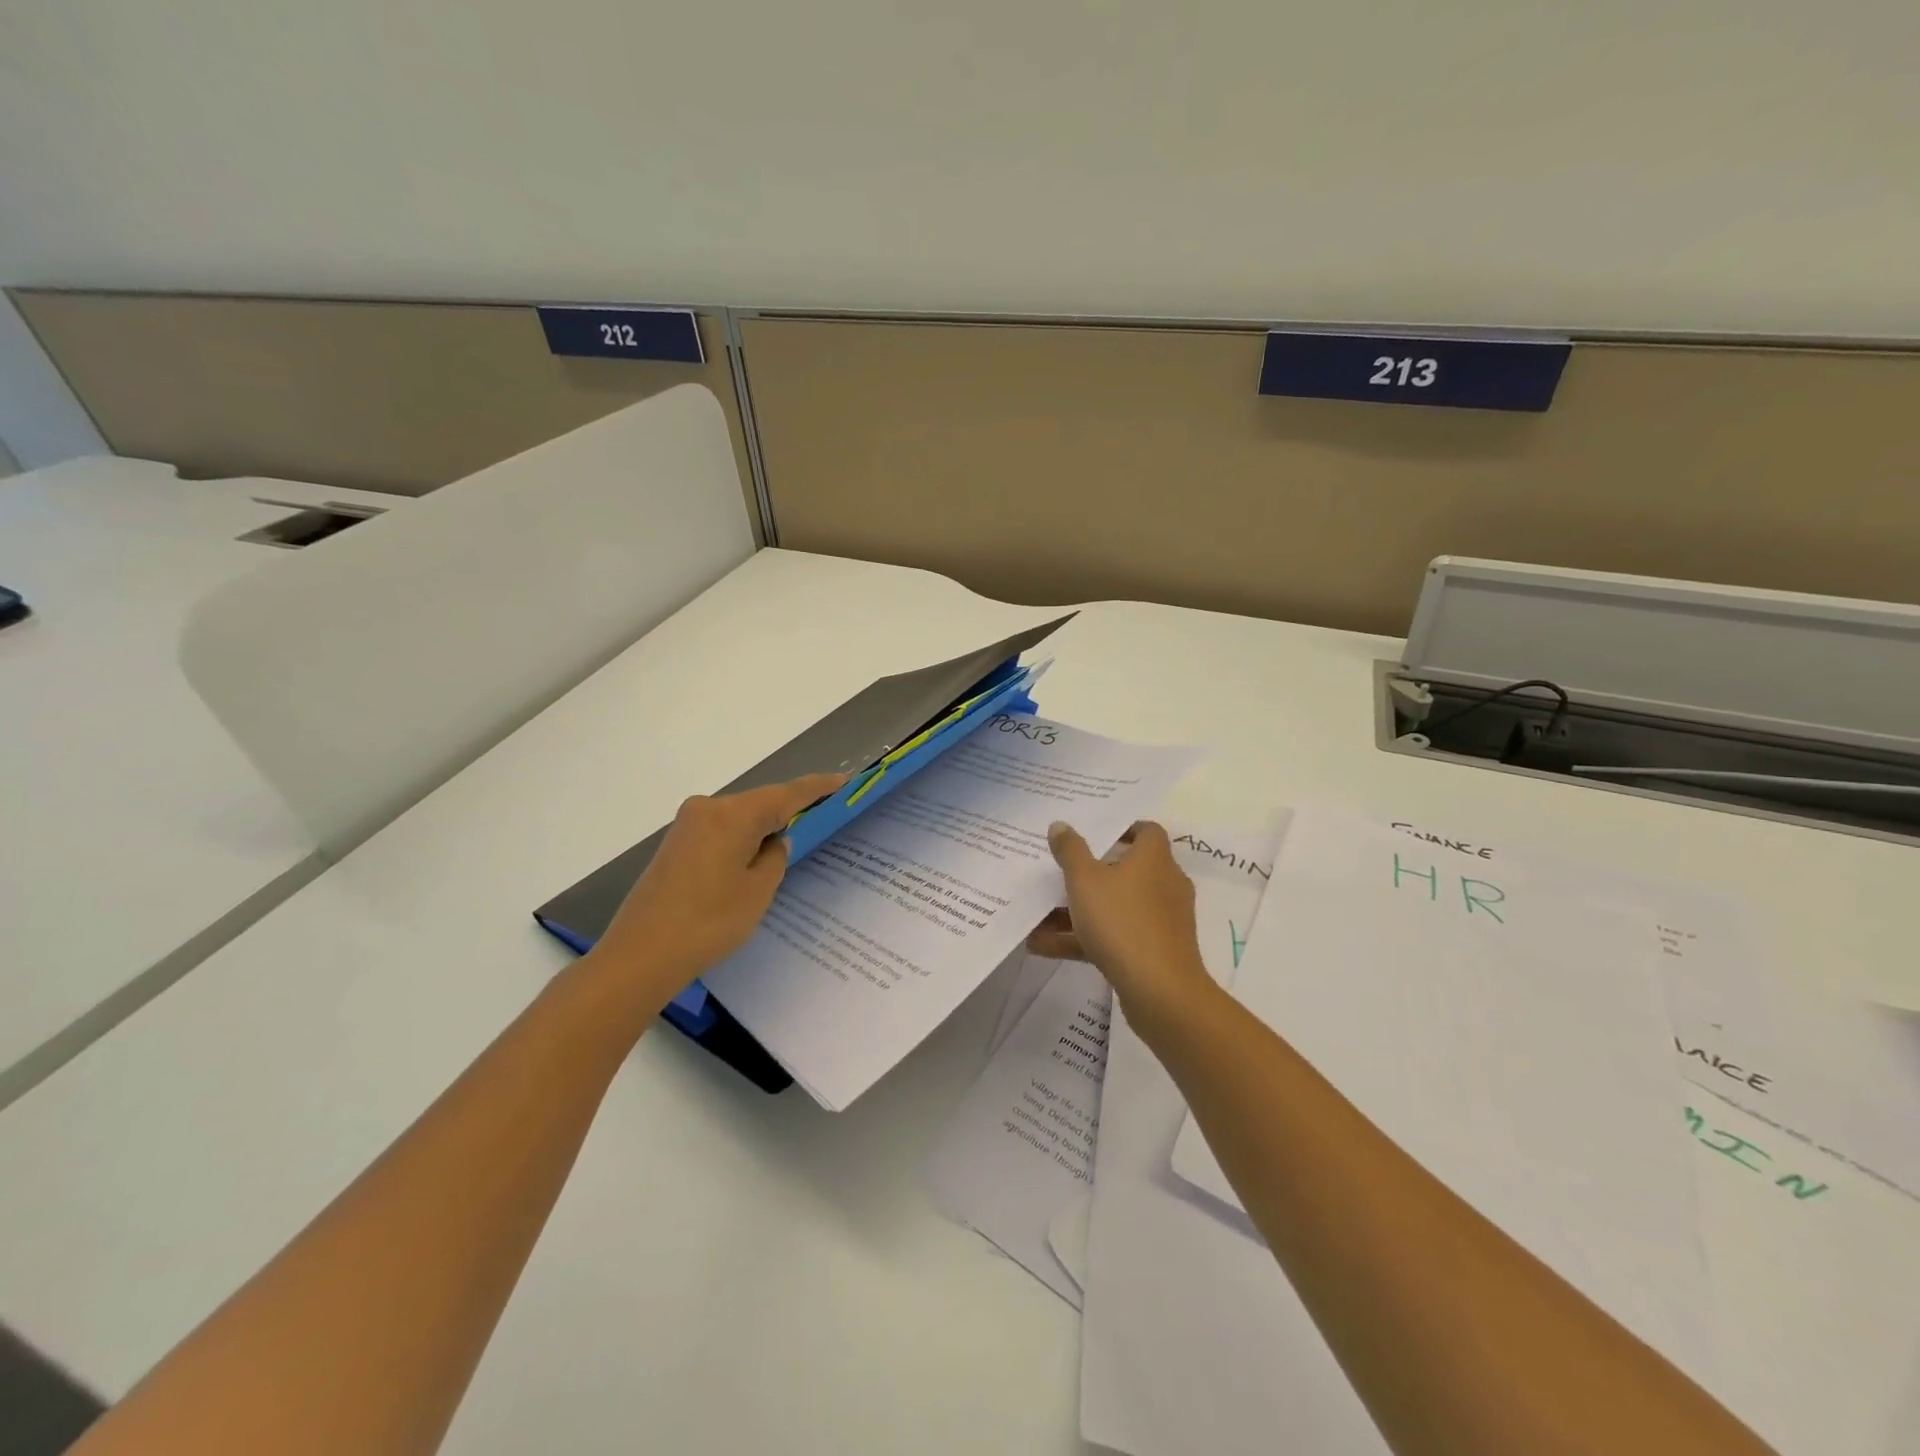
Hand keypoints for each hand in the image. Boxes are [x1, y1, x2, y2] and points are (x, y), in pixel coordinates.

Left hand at [589, 773, 844, 1009]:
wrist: (639, 955)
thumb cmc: (708, 922)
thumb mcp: (757, 892)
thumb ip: (775, 858)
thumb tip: (775, 841)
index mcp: (733, 814)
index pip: (786, 794)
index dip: (817, 787)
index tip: (844, 780)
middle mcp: (708, 808)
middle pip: (760, 802)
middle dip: (790, 808)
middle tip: (824, 814)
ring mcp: (687, 825)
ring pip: (739, 817)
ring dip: (764, 825)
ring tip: (793, 839)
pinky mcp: (676, 844)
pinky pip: (721, 830)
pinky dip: (742, 837)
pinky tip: (754, 856)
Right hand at [1027, 820, 1214, 1027]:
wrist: (1160, 991)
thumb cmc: (1122, 921)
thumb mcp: (1084, 881)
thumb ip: (1070, 851)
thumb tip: (1061, 825)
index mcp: (1154, 859)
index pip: (1146, 831)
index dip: (1121, 828)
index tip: (1092, 833)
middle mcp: (1164, 884)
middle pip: (1126, 869)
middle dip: (1090, 872)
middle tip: (1059, 870)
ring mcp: (1160, 920)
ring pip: (1115, 907)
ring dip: (1078, 911)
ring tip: (1038, 915)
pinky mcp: (1153, 951)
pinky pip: (1115, 936)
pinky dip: (1083, 938)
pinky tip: (1043, 947)